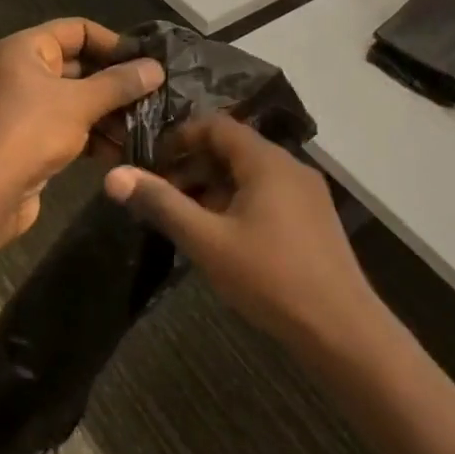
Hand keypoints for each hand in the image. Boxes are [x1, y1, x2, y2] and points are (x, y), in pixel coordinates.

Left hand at [0, 18, 163, 240]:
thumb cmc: (27, 133)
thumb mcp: (79, 103)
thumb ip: (119, 83)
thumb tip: (157, 68)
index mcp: (27, 50)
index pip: (78, 30)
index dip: (114, 42)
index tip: (148, 62)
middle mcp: (24, 74)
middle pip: (80, 67)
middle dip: (118, 83)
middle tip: (158, 97)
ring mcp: (26, 110)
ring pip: (78, 102)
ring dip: (111, 114)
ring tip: (150, 128)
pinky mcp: (31, 143)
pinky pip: (71, 130)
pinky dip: (96, 138)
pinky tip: (127, 152)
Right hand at [102, 115, 377, 348]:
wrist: (341, 328)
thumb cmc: (269, 278)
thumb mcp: (207, 240)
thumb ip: (161, 203)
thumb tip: (113, 175)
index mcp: (266, 161)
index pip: (216, 125)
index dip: (180, 137)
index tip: (151, 162)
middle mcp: (290, 166)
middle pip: (233, 149)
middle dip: (193, 166)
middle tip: (161, 196)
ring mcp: (307, 193)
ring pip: (250, 175)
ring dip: (214, 188)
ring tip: (186, 220)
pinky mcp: (313, 219)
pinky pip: (268, 195)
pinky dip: (238, 203)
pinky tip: (223, 237)